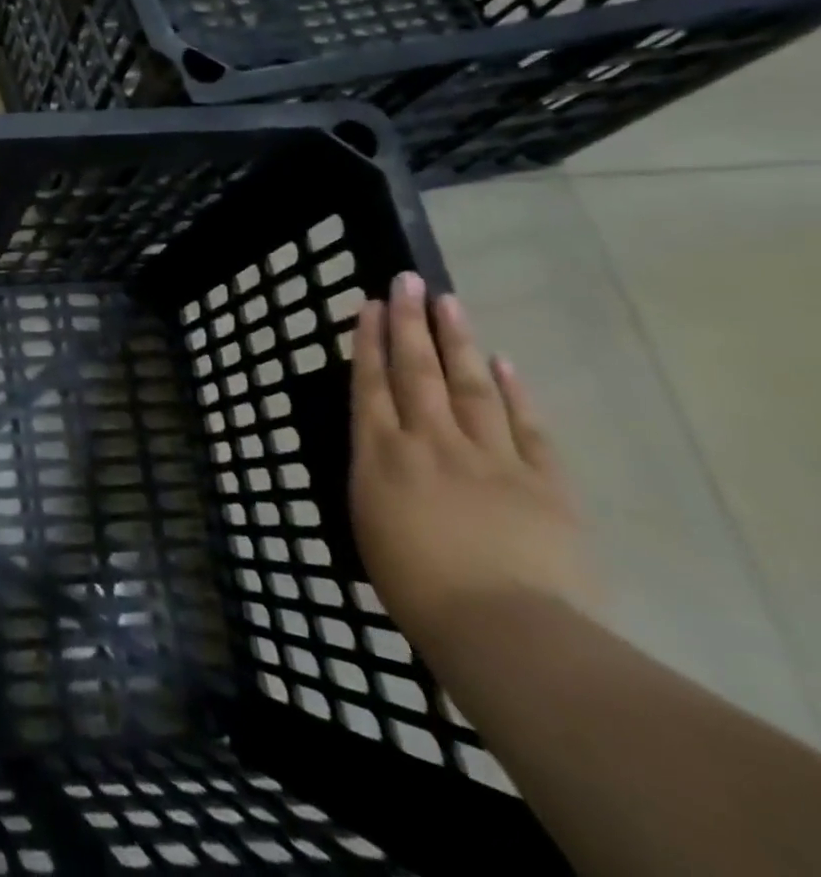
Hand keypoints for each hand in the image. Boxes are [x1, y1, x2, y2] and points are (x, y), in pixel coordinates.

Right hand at [350, 272, 593, 653]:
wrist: (504, 629)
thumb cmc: (416, 586)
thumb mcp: (370, 525)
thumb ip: (376, 478)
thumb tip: (383, 450)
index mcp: (381, 454)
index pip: (371, 384)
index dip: (368, 341)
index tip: (368, 304)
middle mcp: (430, 441)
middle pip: (417, 370)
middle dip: (408, 323)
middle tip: (406, 281)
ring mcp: (489, 457)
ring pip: (469, 385)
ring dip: (456, 340)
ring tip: (447, 301)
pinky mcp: (542, 482)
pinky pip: (526, 427)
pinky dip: (513, 392)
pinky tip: (503, 363)